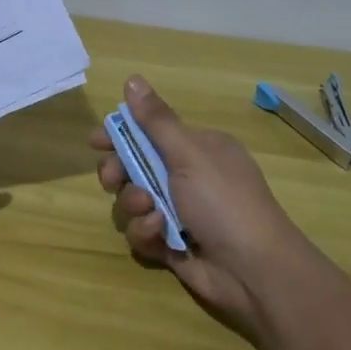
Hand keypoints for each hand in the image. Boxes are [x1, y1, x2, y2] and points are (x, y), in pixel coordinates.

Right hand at [90, 76, 314, 341]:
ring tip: (150, 210)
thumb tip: (132, 78)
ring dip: (134, 204)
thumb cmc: (224, 201)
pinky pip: (142, 232)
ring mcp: (179, 212)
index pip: (151, 133)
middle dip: (119, 172)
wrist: (254, 270)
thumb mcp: (189, 154)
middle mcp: (188, 177)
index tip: (96, 141)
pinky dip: (147, 232)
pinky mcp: (171, 244)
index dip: (122, 135)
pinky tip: (160, 235)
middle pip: (135, 167)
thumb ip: (156, 120)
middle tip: (111, 178)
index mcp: (197, 149)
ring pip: (133, 201)